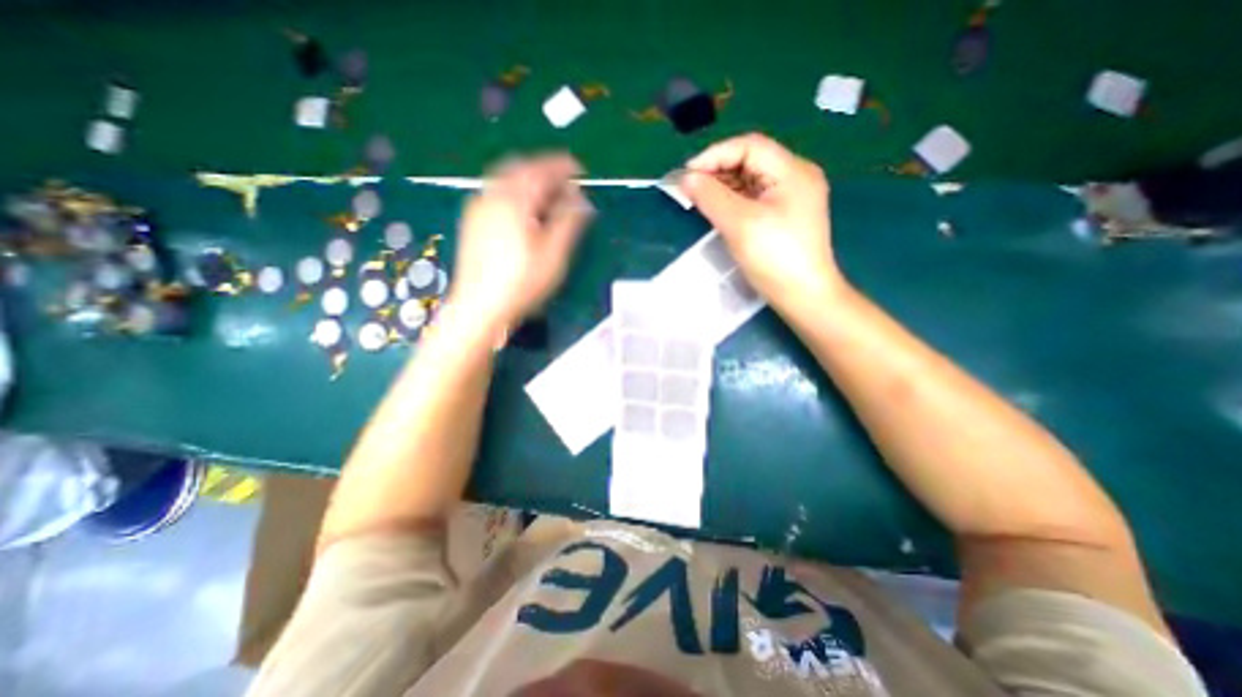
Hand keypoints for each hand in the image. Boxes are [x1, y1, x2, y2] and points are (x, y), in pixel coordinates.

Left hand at [449, 152, 593, 332]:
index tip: (579, 169)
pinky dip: (515, 193)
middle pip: (519, 168)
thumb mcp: (554, 254)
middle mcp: (491, 195)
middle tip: (565, 185)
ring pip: (505, 180)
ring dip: (529, 181)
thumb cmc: (521, 282)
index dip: (562, 166)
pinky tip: (524, 213)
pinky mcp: (472, 222)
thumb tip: (581, 199)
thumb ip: (569, 221)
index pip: (541, 169)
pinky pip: (496, 193)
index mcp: (513, 199)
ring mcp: (477, 208)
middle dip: (544, 171)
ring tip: (548, 199)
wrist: (478, 307)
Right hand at [678, 134, 843, 308]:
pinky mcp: (785, 215)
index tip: (687, 175)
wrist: (804, 297)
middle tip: (690, 188)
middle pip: (750, 161)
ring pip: (751, 180)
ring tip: (699, 199)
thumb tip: (685, 178)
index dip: (714, 156)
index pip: (748, 146)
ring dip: (723, 186)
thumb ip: (711, 197)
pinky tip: (718, 209)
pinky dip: (733, 200)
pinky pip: (755, 198)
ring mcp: (792, 197)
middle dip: (717, 171)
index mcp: (792, 171)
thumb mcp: (740, 225)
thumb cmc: (775, 259)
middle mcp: (795, 177)